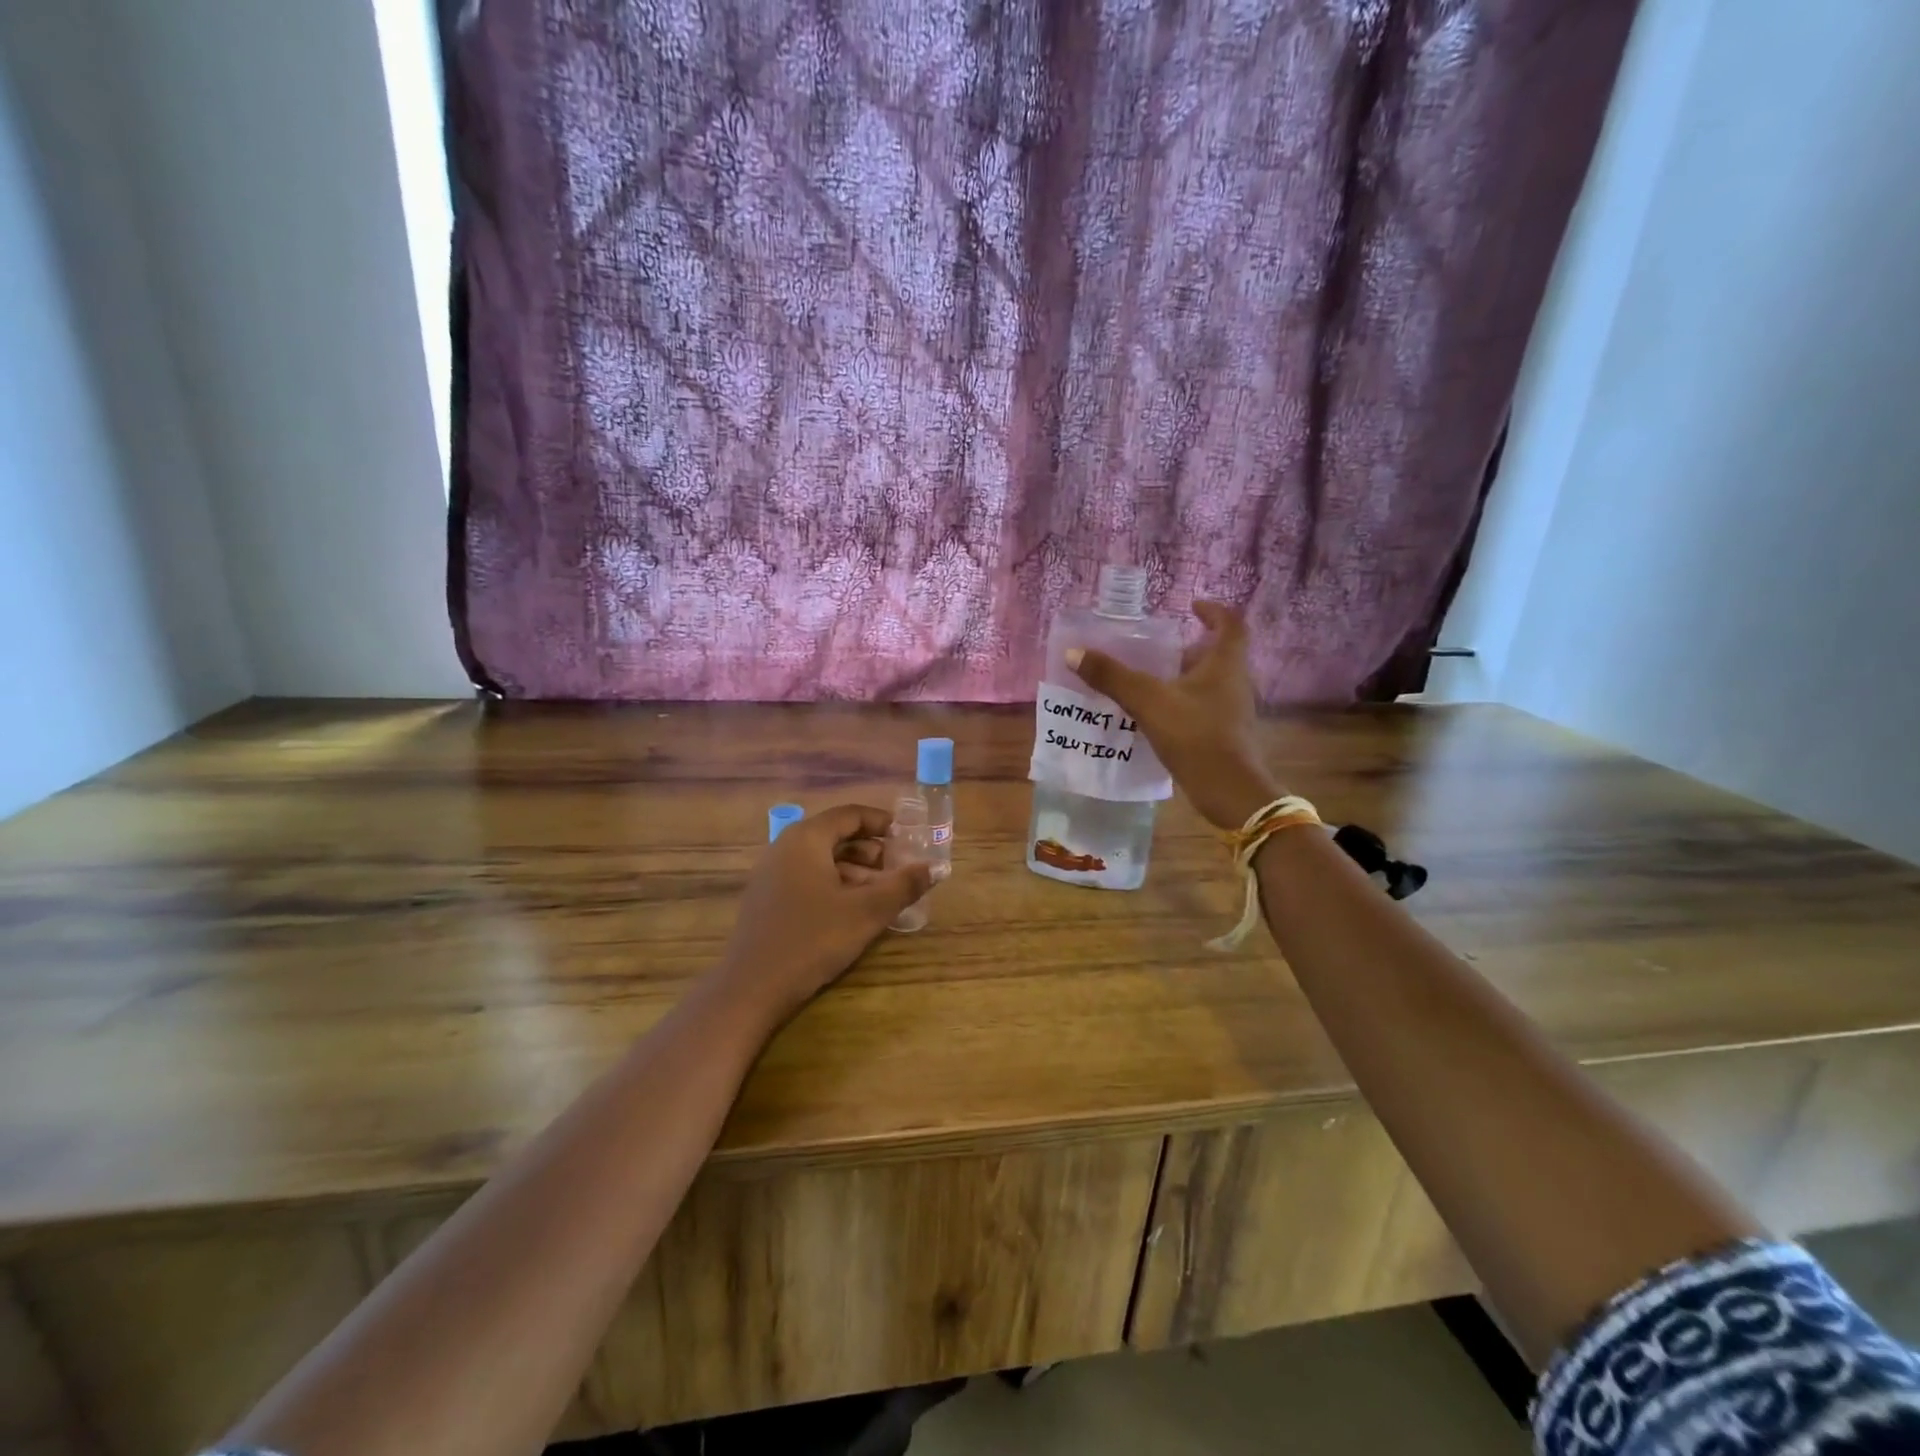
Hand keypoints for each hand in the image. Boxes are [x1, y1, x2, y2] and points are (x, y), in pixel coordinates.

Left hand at [712, 804, 933, 1023]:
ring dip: (856, 872)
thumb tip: (935, 867)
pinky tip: (852, 913)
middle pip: (836, 836)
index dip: (882, 822)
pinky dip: (835, 886)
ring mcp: (771, 875)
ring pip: (823, 861)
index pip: (850, 814)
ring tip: (882, 896)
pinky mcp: (767, 901)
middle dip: (872, 851)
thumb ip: (903, 885)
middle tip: (899, 870)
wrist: (751, 989)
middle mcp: (785, 848)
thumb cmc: (813, 939)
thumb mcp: (866, 912)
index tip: (909, 837)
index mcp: (806, 839)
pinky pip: (808, 879)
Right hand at [1069, 601, 1281, 830]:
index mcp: (1225, 664)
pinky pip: (1203, 708)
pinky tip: (1156, 715)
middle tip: (1158, 647)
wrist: (1229, 791)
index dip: (1214, 611)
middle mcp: (1235, 682)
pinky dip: (1182, 703)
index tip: (1192, 606)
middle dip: (1190, 647)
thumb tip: (1074, 653)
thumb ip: (1112, 677)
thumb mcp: (1148, 702)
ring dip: (1184, 676)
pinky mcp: (1225, 734)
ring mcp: (1232, 711)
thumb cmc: (1196, 736)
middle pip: (1218, 654)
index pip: (1230, 624)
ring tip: (1150, 679)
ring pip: (1209, 683)